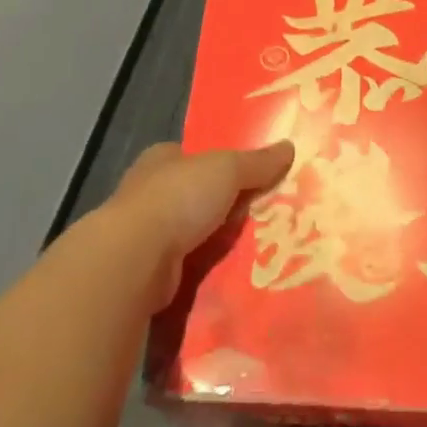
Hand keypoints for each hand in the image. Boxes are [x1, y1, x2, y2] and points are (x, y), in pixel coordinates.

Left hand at [106, 140, 294, 307]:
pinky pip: (187, 268)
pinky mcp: (148, 272)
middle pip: (196, 196)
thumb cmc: (178, 198)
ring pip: (192, 235)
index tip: (252, 179)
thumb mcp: (227, 169)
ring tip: (259, 253)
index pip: (195, 157)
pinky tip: (234, 279)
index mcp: (162, 159)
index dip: (221, 165)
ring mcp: (145, 235)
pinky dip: (207, 273)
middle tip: (265, 219)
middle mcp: (149, 193)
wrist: (136, 260)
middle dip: (224, 208)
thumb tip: (290, 146)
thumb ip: (257, 162)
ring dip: (216, 243)